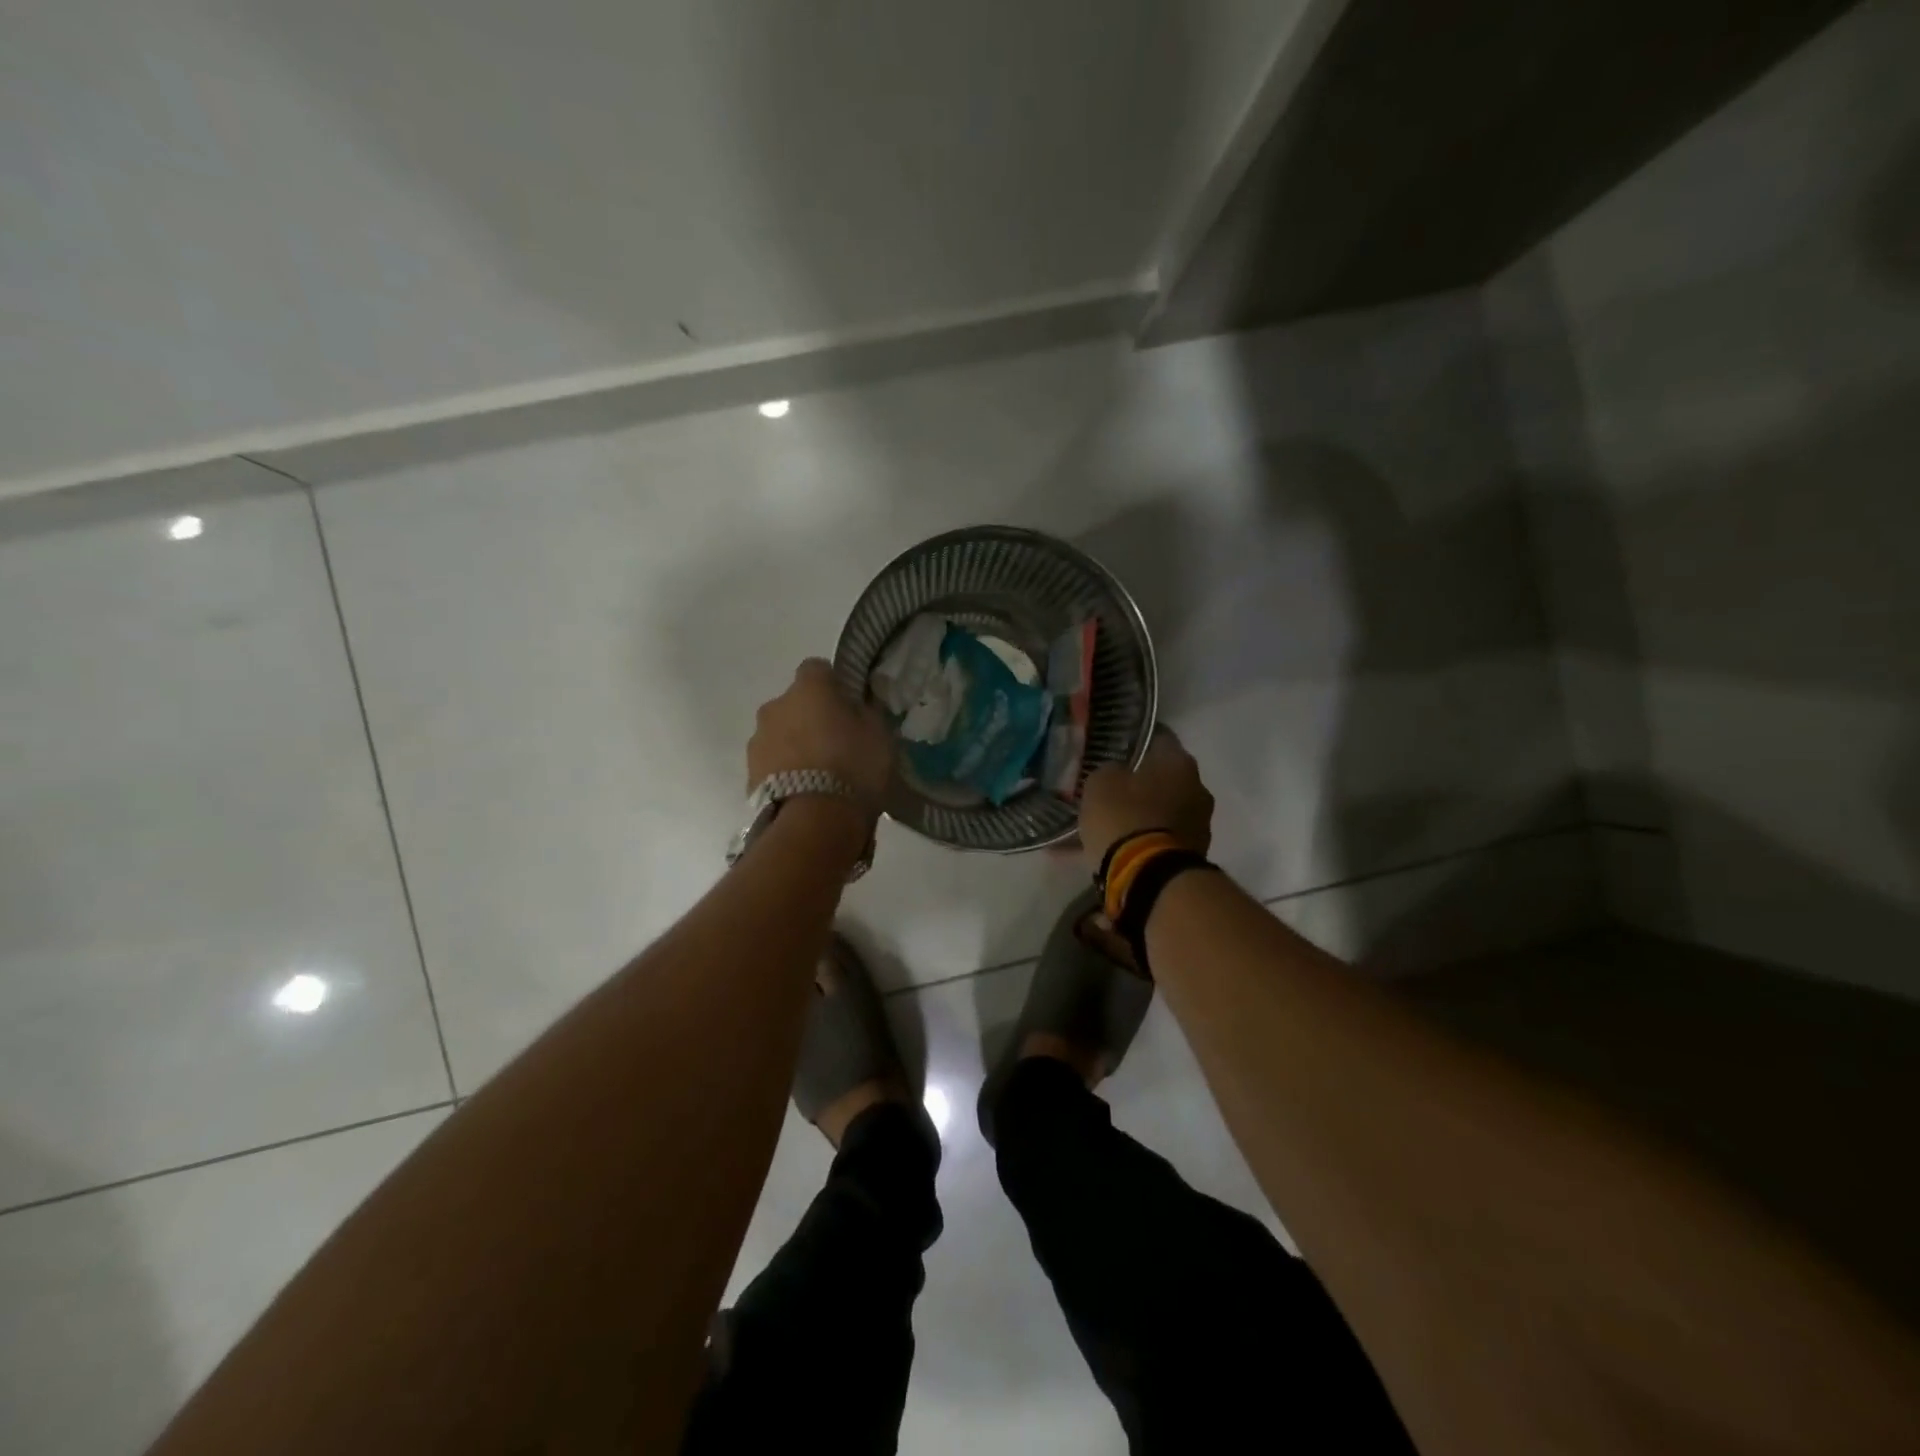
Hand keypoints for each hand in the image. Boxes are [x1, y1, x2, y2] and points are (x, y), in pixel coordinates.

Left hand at [748, 658, 893, 816]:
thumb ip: (865, 712)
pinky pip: (772, 762)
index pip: (817, 668)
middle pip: (795, 703)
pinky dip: (785, 770)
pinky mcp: (749, 773)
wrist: (813, 821)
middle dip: (811, 717)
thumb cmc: (853, 767)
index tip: (848, 704)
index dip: (833, 684)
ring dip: (795, 744)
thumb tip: (857, 705)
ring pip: (780, 733)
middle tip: (835, 742)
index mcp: (809, 688)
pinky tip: (805, 791)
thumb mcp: (879, 734)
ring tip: (819, 773)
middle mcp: (775, 706)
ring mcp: (758, 740)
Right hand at [1079, 726, 1213, 871]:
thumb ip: (1110, 770)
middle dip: (1140, 782)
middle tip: (1112, 788)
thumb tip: (1118, 773)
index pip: (1160, 738)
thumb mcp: (1100, 783)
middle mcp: (1198, 788)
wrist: (1150, 878)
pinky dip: (1142, 838)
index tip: (1119, 746)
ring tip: (1111, 823)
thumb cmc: (1125, 818)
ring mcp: (1200, 823)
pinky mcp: (1193, 854)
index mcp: (1179, 762)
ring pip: (1163, 809)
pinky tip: (1117, 847)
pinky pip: (1161, 837)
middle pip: (1164, 777)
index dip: (1138, 740)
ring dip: (1142, 813)